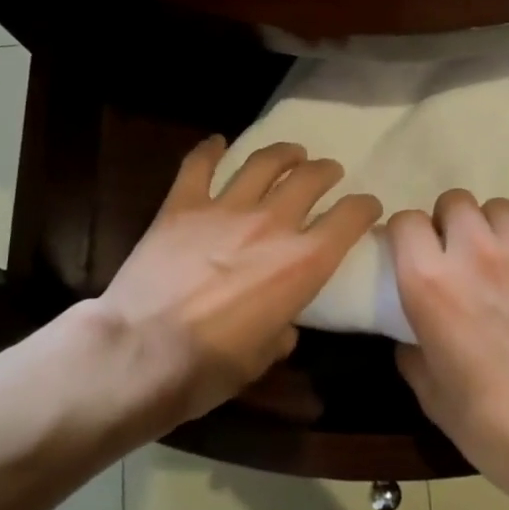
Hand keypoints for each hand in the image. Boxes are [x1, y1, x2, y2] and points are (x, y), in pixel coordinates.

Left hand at [93, 137, 381, 428]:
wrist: (140, 353)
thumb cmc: (209, 368)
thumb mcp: (263, 358)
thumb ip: (281, 331)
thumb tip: (281, 326)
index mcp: (303, 262)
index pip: (349, 218)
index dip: (364, 207)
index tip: (368, 206)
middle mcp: (272, 224)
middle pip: (309, 179)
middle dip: (326, 171)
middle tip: (329, 173)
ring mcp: (225, 209)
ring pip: (263, 162)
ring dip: (284, 153)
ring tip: (292, 153)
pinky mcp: (181, 206)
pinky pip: (198, 166)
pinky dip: (209, 150)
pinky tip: (217, 142)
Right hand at [388, 190, 508, 509]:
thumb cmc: (496, 426)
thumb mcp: (433, 399)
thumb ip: (413, 356)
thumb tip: (411, 339)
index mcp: (430, 284)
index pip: (406, 222)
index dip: (407, 236)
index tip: (414, 255)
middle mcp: (474, 253)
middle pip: (454, 202)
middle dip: (450, 225)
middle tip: (460, 258)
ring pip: (499, 209)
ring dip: (493, 230)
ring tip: (505, 261)